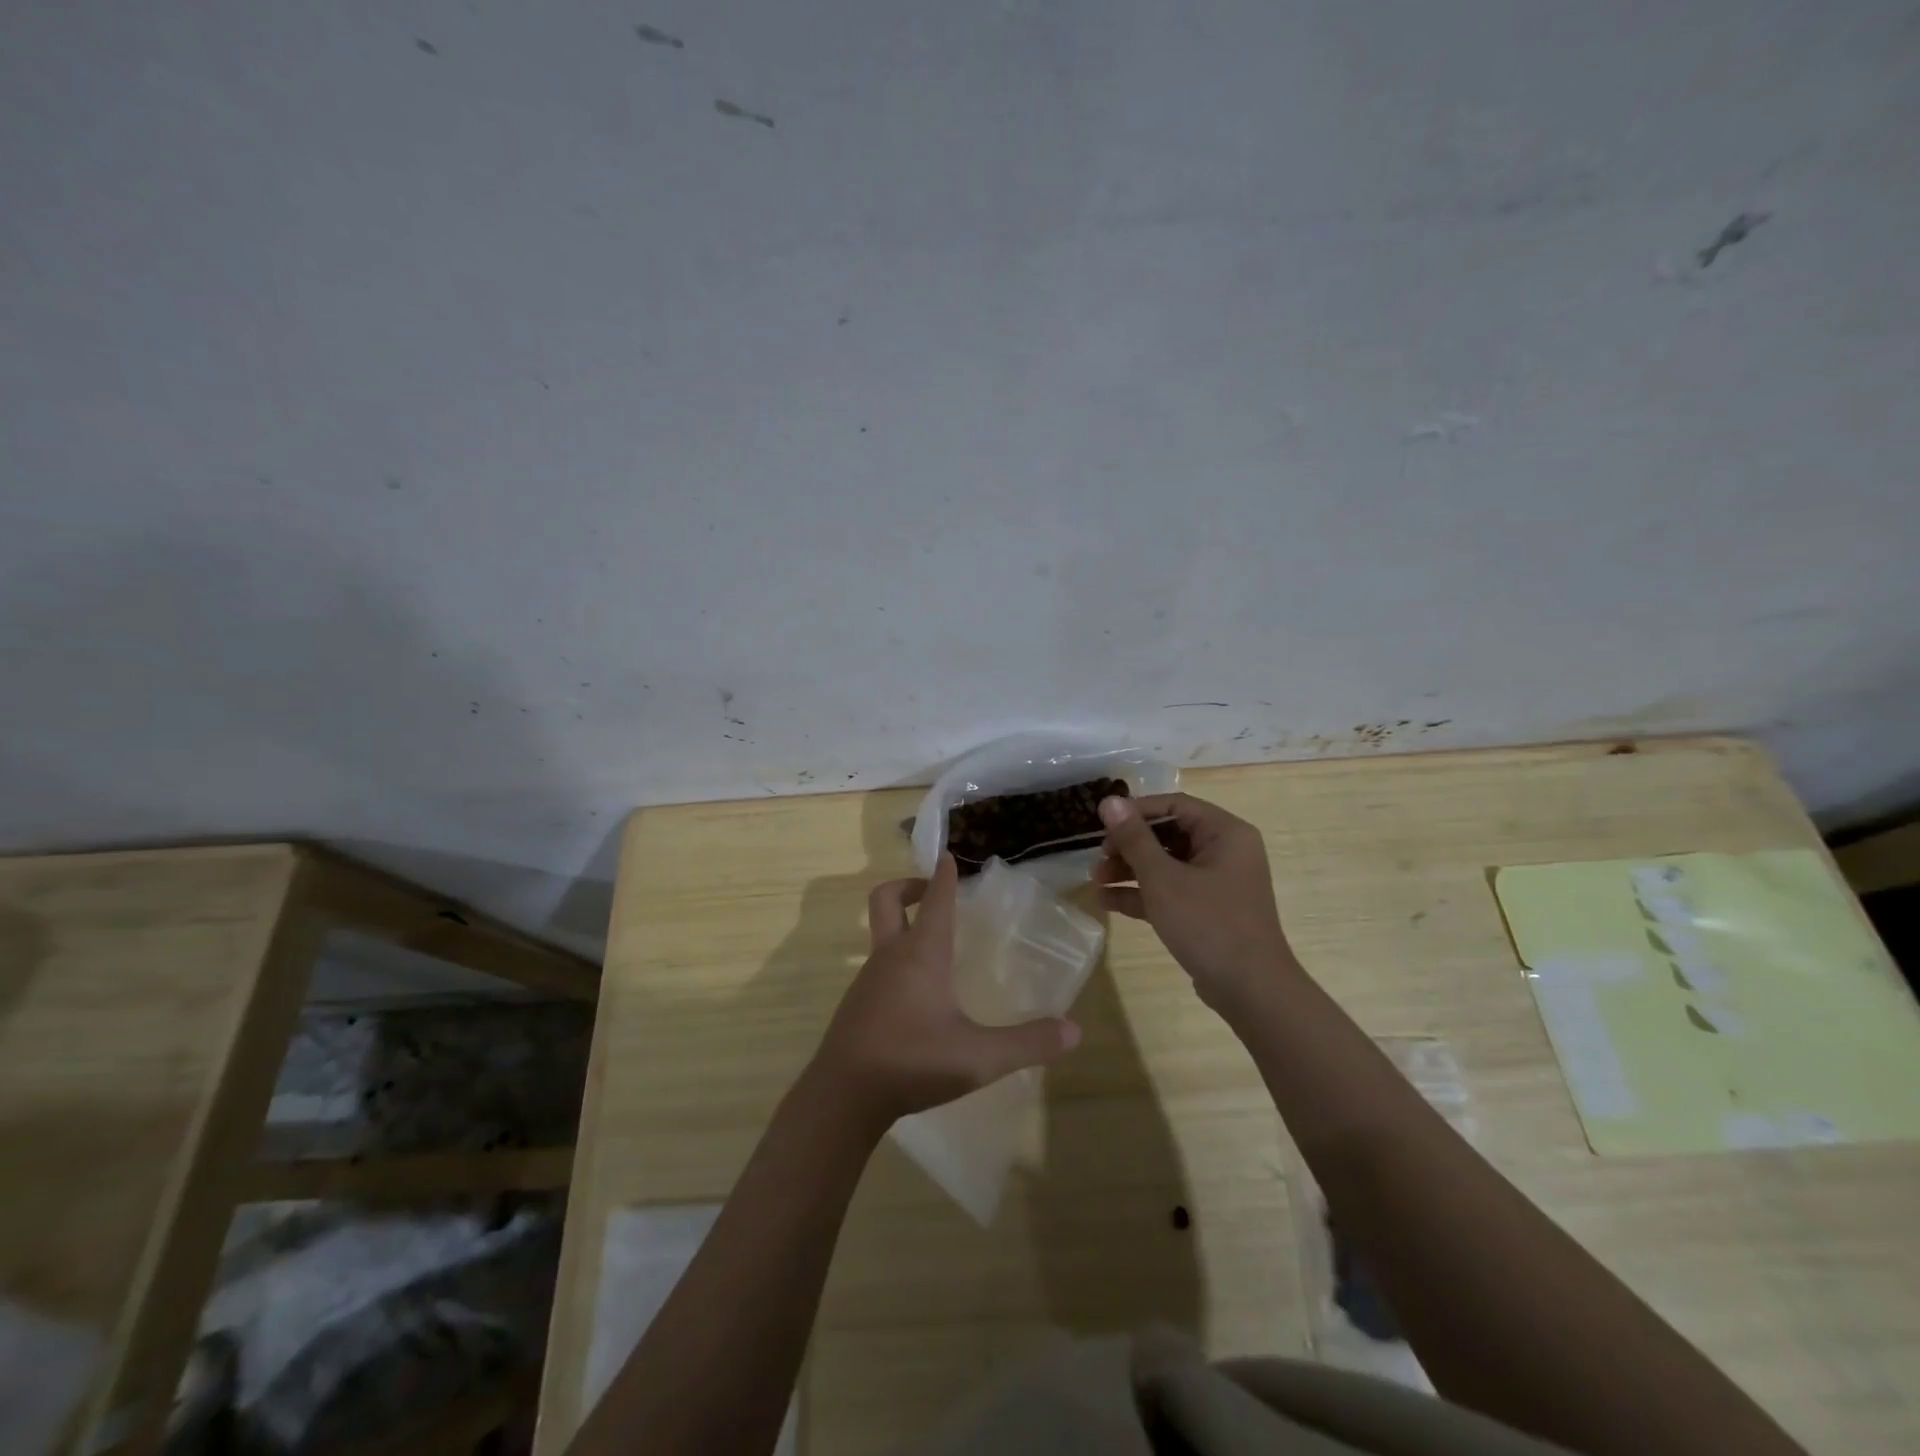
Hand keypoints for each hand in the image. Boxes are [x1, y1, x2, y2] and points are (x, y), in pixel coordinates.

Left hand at [812, 853, 1081, 1131]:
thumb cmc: (913, 1063)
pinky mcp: (857, 1004)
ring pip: (881, 933)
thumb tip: (1074, 1030)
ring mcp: (868, 979)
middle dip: (908, 886)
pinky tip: (918, 995)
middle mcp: (891, 956)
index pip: (936, 901)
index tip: (949, 855)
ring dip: (903, 925)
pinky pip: (878, 966)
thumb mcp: (979, 1058)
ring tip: (936, 948)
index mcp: (922, 955)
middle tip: (933, 891)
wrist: (843, 1096)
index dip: (945, 875)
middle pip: (887, 900)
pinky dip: (896, 960)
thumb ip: (1028, 1043)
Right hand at [1095, 793, 1299, 1016]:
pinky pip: (1170, 891)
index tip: (1101, 823)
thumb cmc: (1208, 923)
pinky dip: (1142, 894)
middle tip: (1098, 857)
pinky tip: (1107, 901)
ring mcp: (1217, 883)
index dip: (1136, 811)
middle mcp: (1224, 852)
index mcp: (1225, 833)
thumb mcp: (1163, 878)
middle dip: (1128, 846)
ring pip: (1166, 864)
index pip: (1175, 805)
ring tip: (1095, 880)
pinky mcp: (1207, 910)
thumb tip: (1109, 801)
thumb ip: (1134, 838)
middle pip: (1168, 834)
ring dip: (1130, 870)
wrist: (1250, 991)